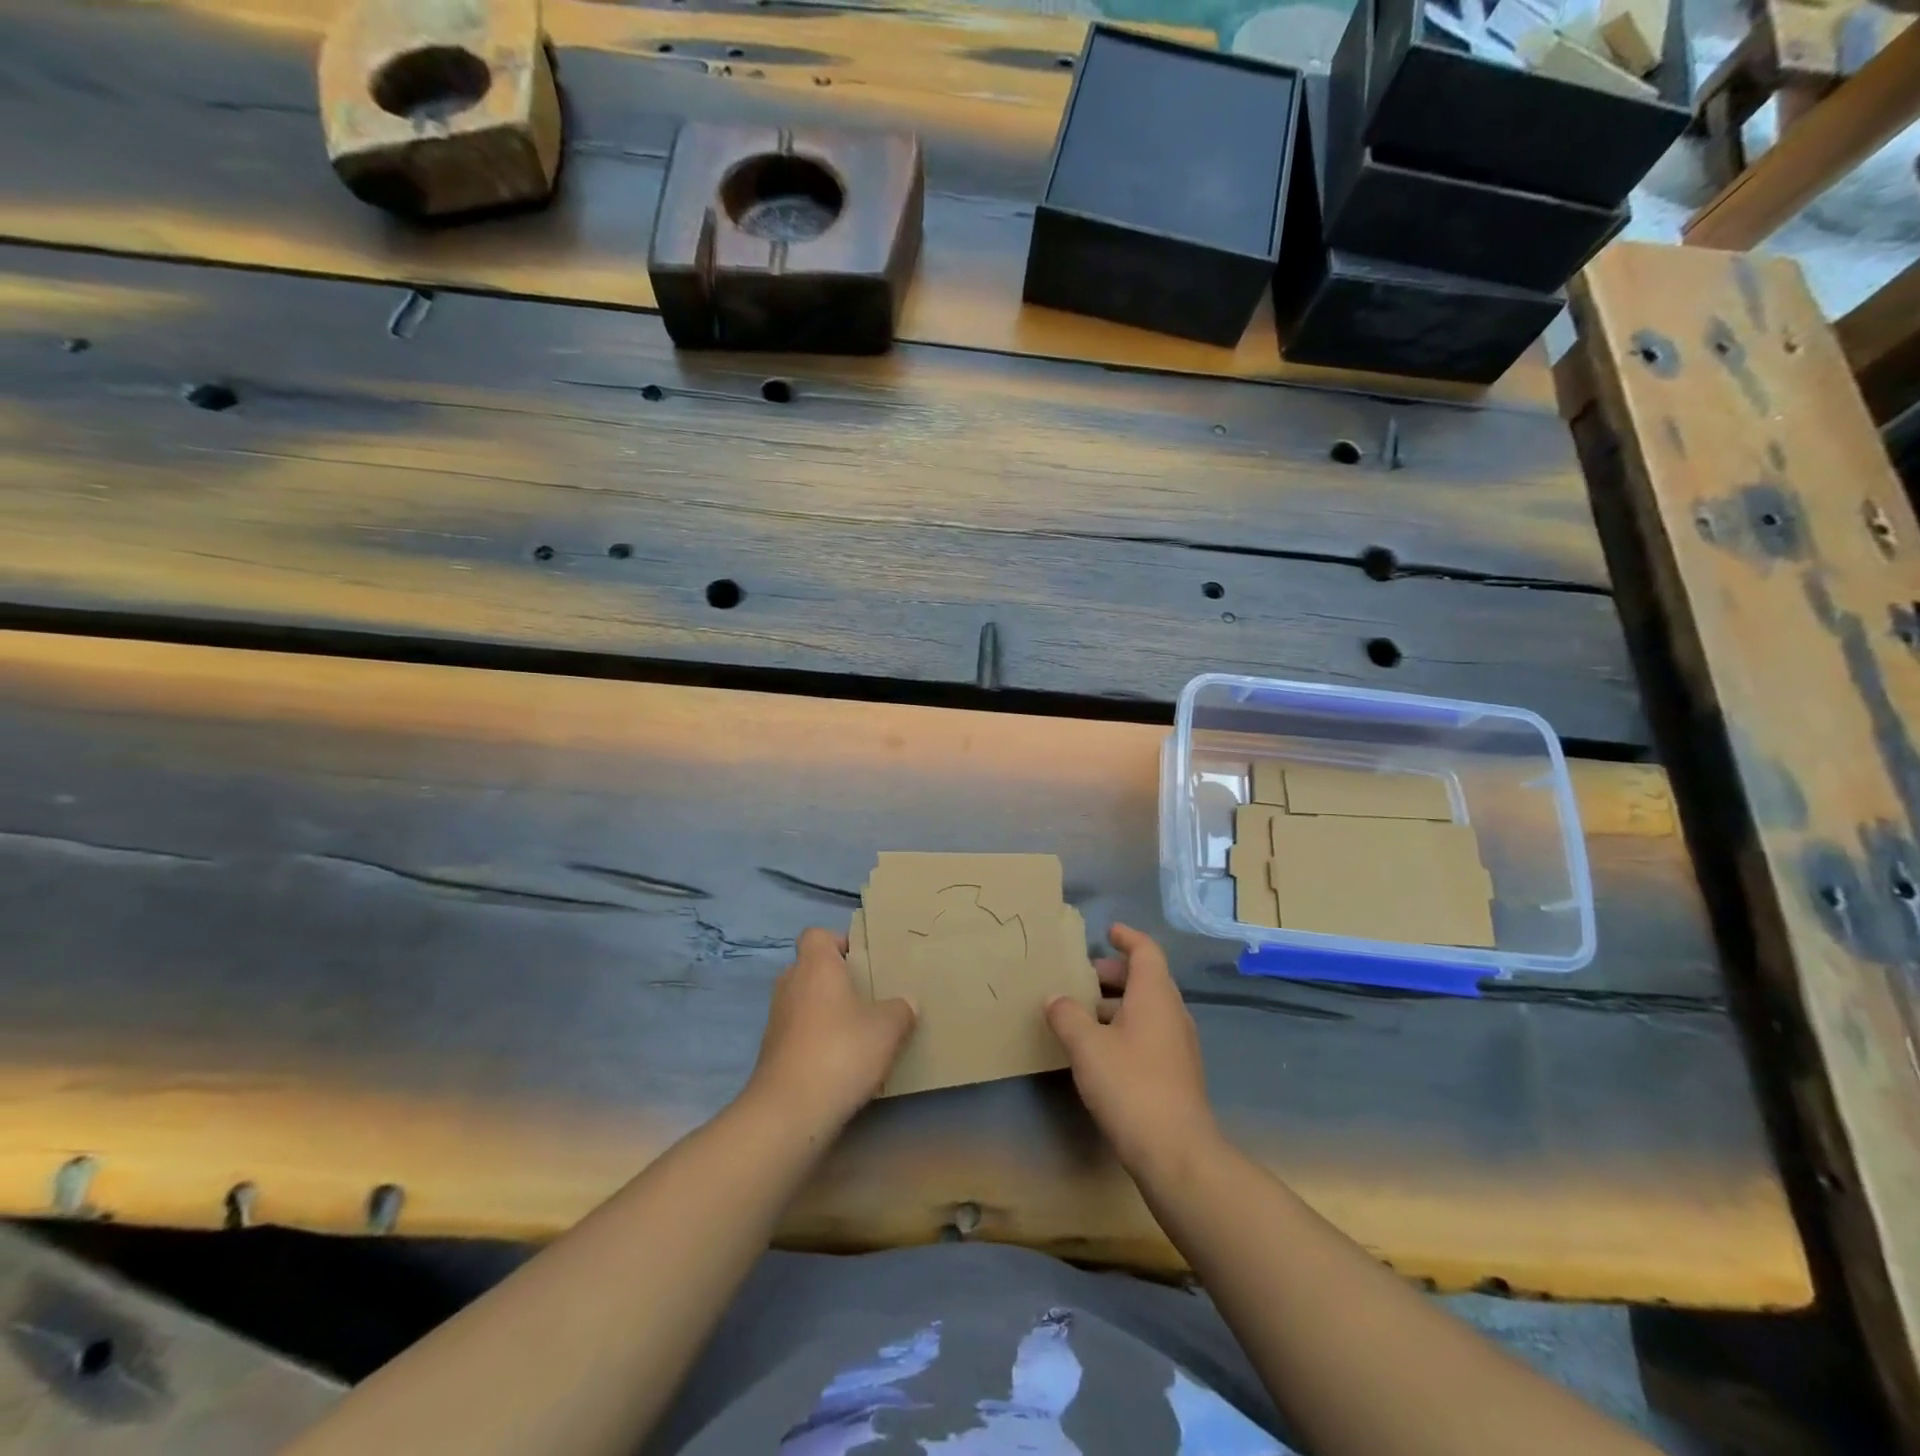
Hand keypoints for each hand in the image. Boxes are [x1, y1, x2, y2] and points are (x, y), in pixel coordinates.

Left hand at [744, 927, 915, 1138]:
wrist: (789, 1111)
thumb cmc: (841, 1051)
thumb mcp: (888, 1028)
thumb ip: (901, 1009)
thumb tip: (907, 1003)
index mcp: (816, 966)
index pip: (816, 935)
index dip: (838, 942)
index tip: (862, 961)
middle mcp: (790, 984)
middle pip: (810, 968)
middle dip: (835, 979)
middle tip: (866, 995)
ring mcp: (776, 1020)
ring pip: (803, 1002)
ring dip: (825, 1012)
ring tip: (857, 1031)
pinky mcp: (771, 1053)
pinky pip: (798, 1033)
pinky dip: (815, 1040)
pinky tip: (840, 1062)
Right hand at [1046, 923, 1218, 1176]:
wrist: (1176, 1153)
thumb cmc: (1130, 1086)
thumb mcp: (1087, 1047)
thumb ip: (1067, 1016)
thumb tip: (1055, 998)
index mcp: (1155, 995)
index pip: (1146, 951)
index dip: (1127, 937)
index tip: (1108, 931)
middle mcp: (1172, 1013)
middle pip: (1146, 979)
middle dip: (1114, 974)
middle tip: (1082, 978)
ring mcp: (1178, 1045)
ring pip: (1147, 1009)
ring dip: (1117, 1004)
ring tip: (1082, 1014)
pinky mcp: (1176, 1073)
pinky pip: (1150, 1034)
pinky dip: (1125, 1028)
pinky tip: (1100, 1049)